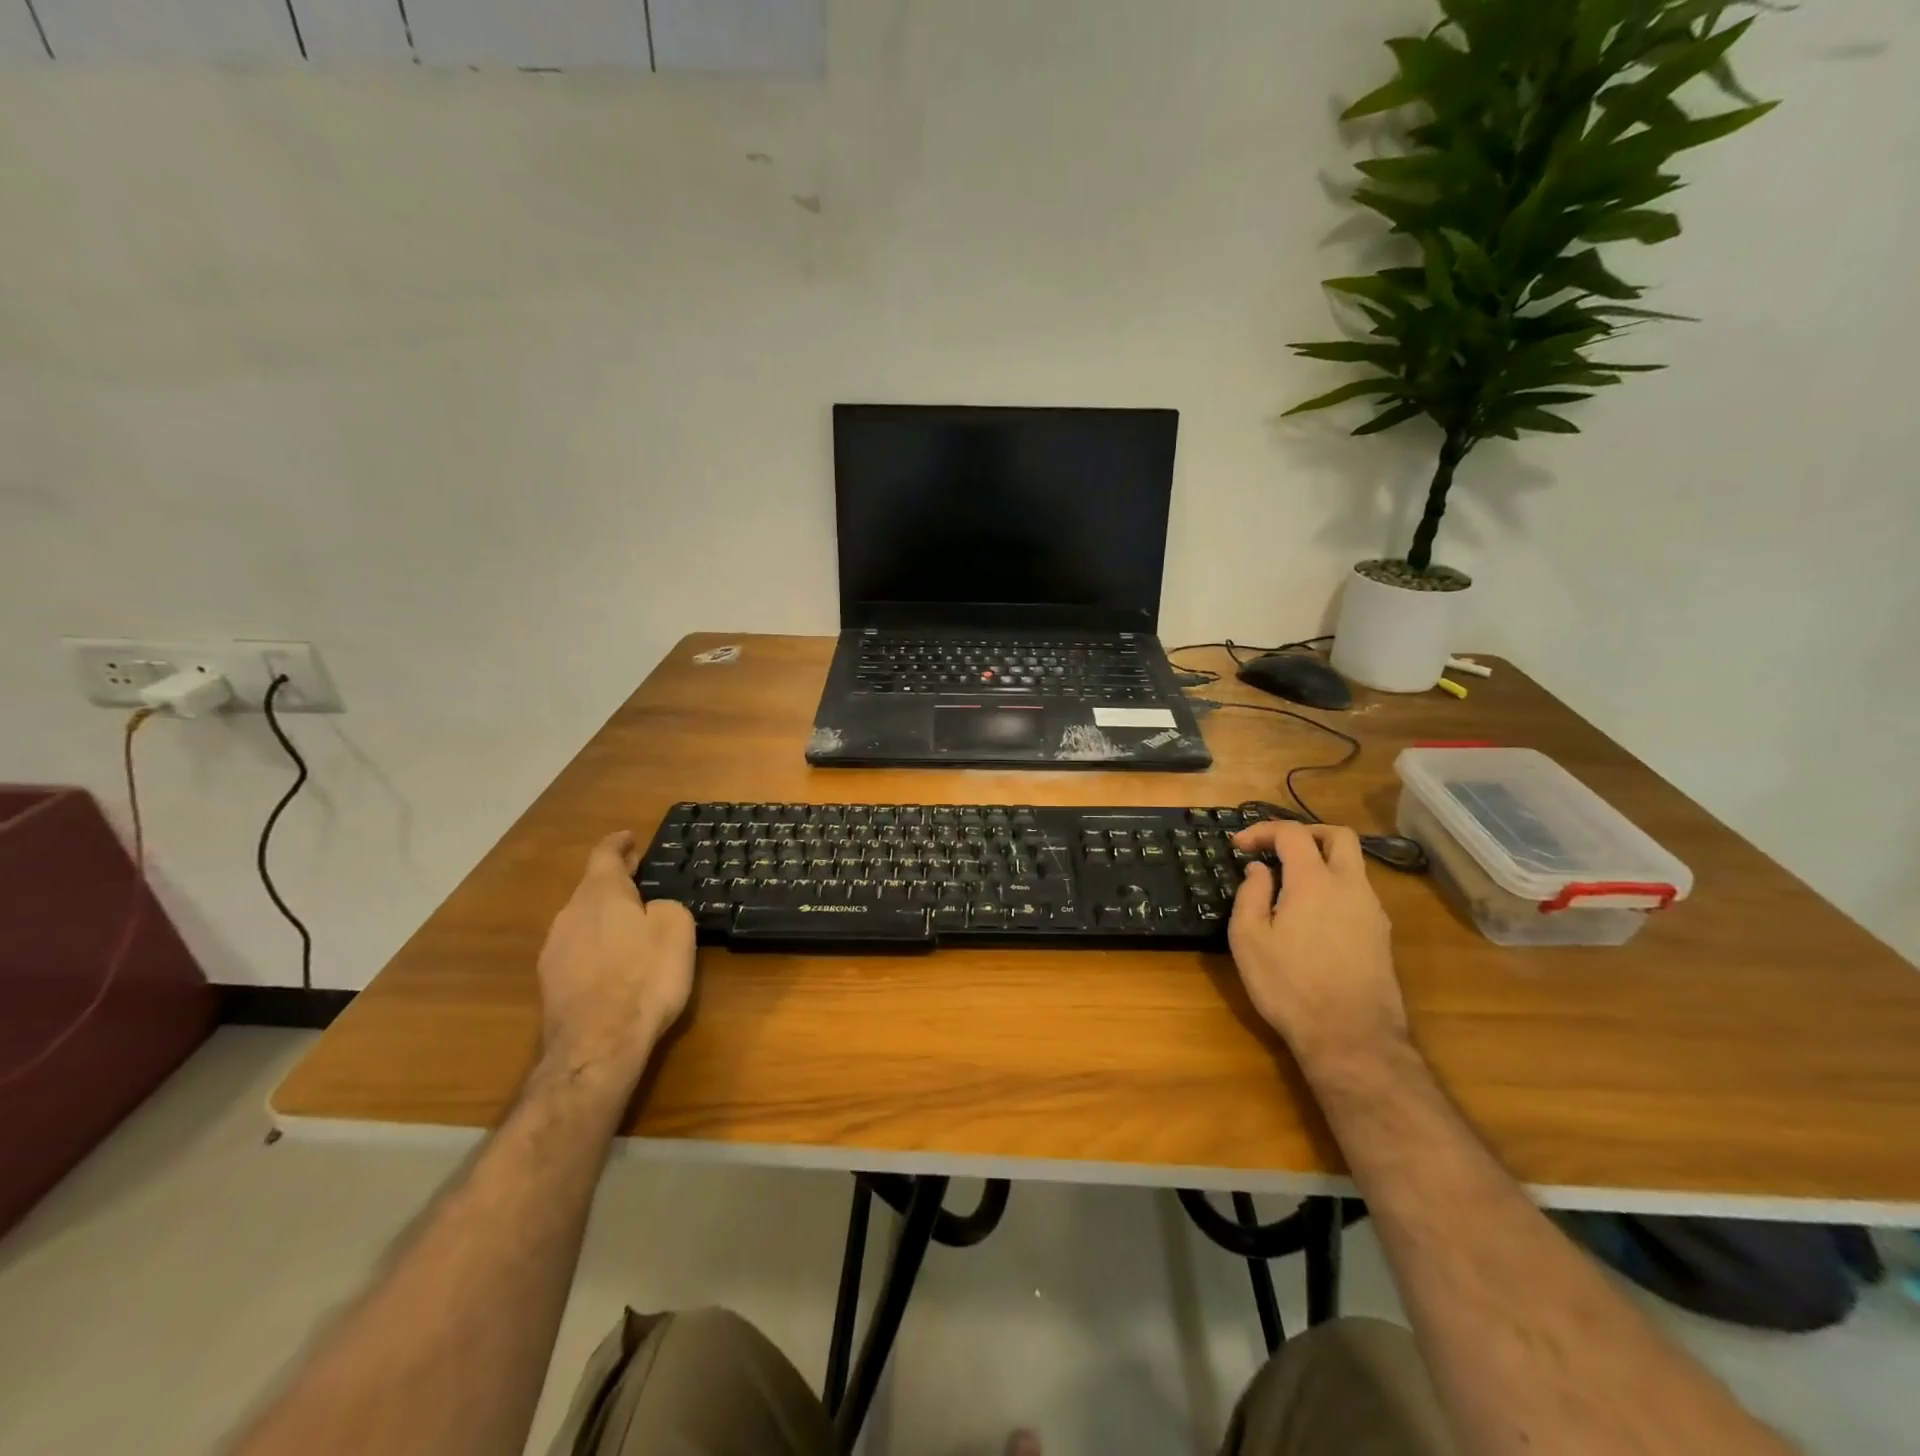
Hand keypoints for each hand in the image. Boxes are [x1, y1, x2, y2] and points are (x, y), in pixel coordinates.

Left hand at [536, 831, 696, 1091]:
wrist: (598, 1045)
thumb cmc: (644, 977)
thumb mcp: (677, 930)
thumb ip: (667, 906)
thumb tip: (654, 909)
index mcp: (600, 893)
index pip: (605, 855)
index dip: (618, 843)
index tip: (630, 837)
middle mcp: (569, 915)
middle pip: (592, 889)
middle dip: (615, 884)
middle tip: (642, 884)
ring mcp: (554, 951)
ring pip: (583, 921)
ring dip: (605, 918)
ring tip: (632, 927)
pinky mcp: (550, 984)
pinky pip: (578, 951)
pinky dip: (597, 947)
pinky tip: (615, 965)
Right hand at [1227, 820, 1406, 1070]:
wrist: (1351, 1039)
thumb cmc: (1289, 986)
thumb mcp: (1249, 940)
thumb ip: (1250, 894)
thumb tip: (1259, 869)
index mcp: (1314, 881)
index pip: (1292, 833)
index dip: (1262, 830)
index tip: (1239, 845)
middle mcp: (1350, 887)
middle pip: (1339, 836)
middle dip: (1305, 833)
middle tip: (1276, 848)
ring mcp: (1372, 911)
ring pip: (1353, 865)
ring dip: (1322, 861)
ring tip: (1289, 883)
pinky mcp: (1381, 935)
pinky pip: (1357, 893)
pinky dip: (1334, 887)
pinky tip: (1311, 914)